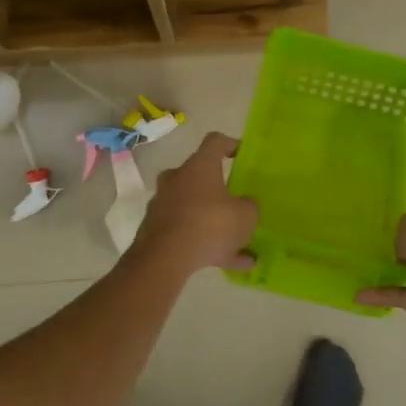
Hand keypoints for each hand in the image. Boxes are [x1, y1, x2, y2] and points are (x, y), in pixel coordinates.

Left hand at [131, 132, 258, 277]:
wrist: (164, 259)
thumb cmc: (210, 225)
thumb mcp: (246, 216)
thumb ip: (249, 206)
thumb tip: (245, 204)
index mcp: (199, 166)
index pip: (215, 142)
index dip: (231, 145)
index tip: (243, 156)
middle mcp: (177, 178)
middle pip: (201, 177)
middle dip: (220, 191)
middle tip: (237, 204)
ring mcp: (163, 204)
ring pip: (195, 209)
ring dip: (216, 224)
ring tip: (241, 246)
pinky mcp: (156, 229)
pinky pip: (188, 233)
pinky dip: (206, 245)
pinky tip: (230, 264)